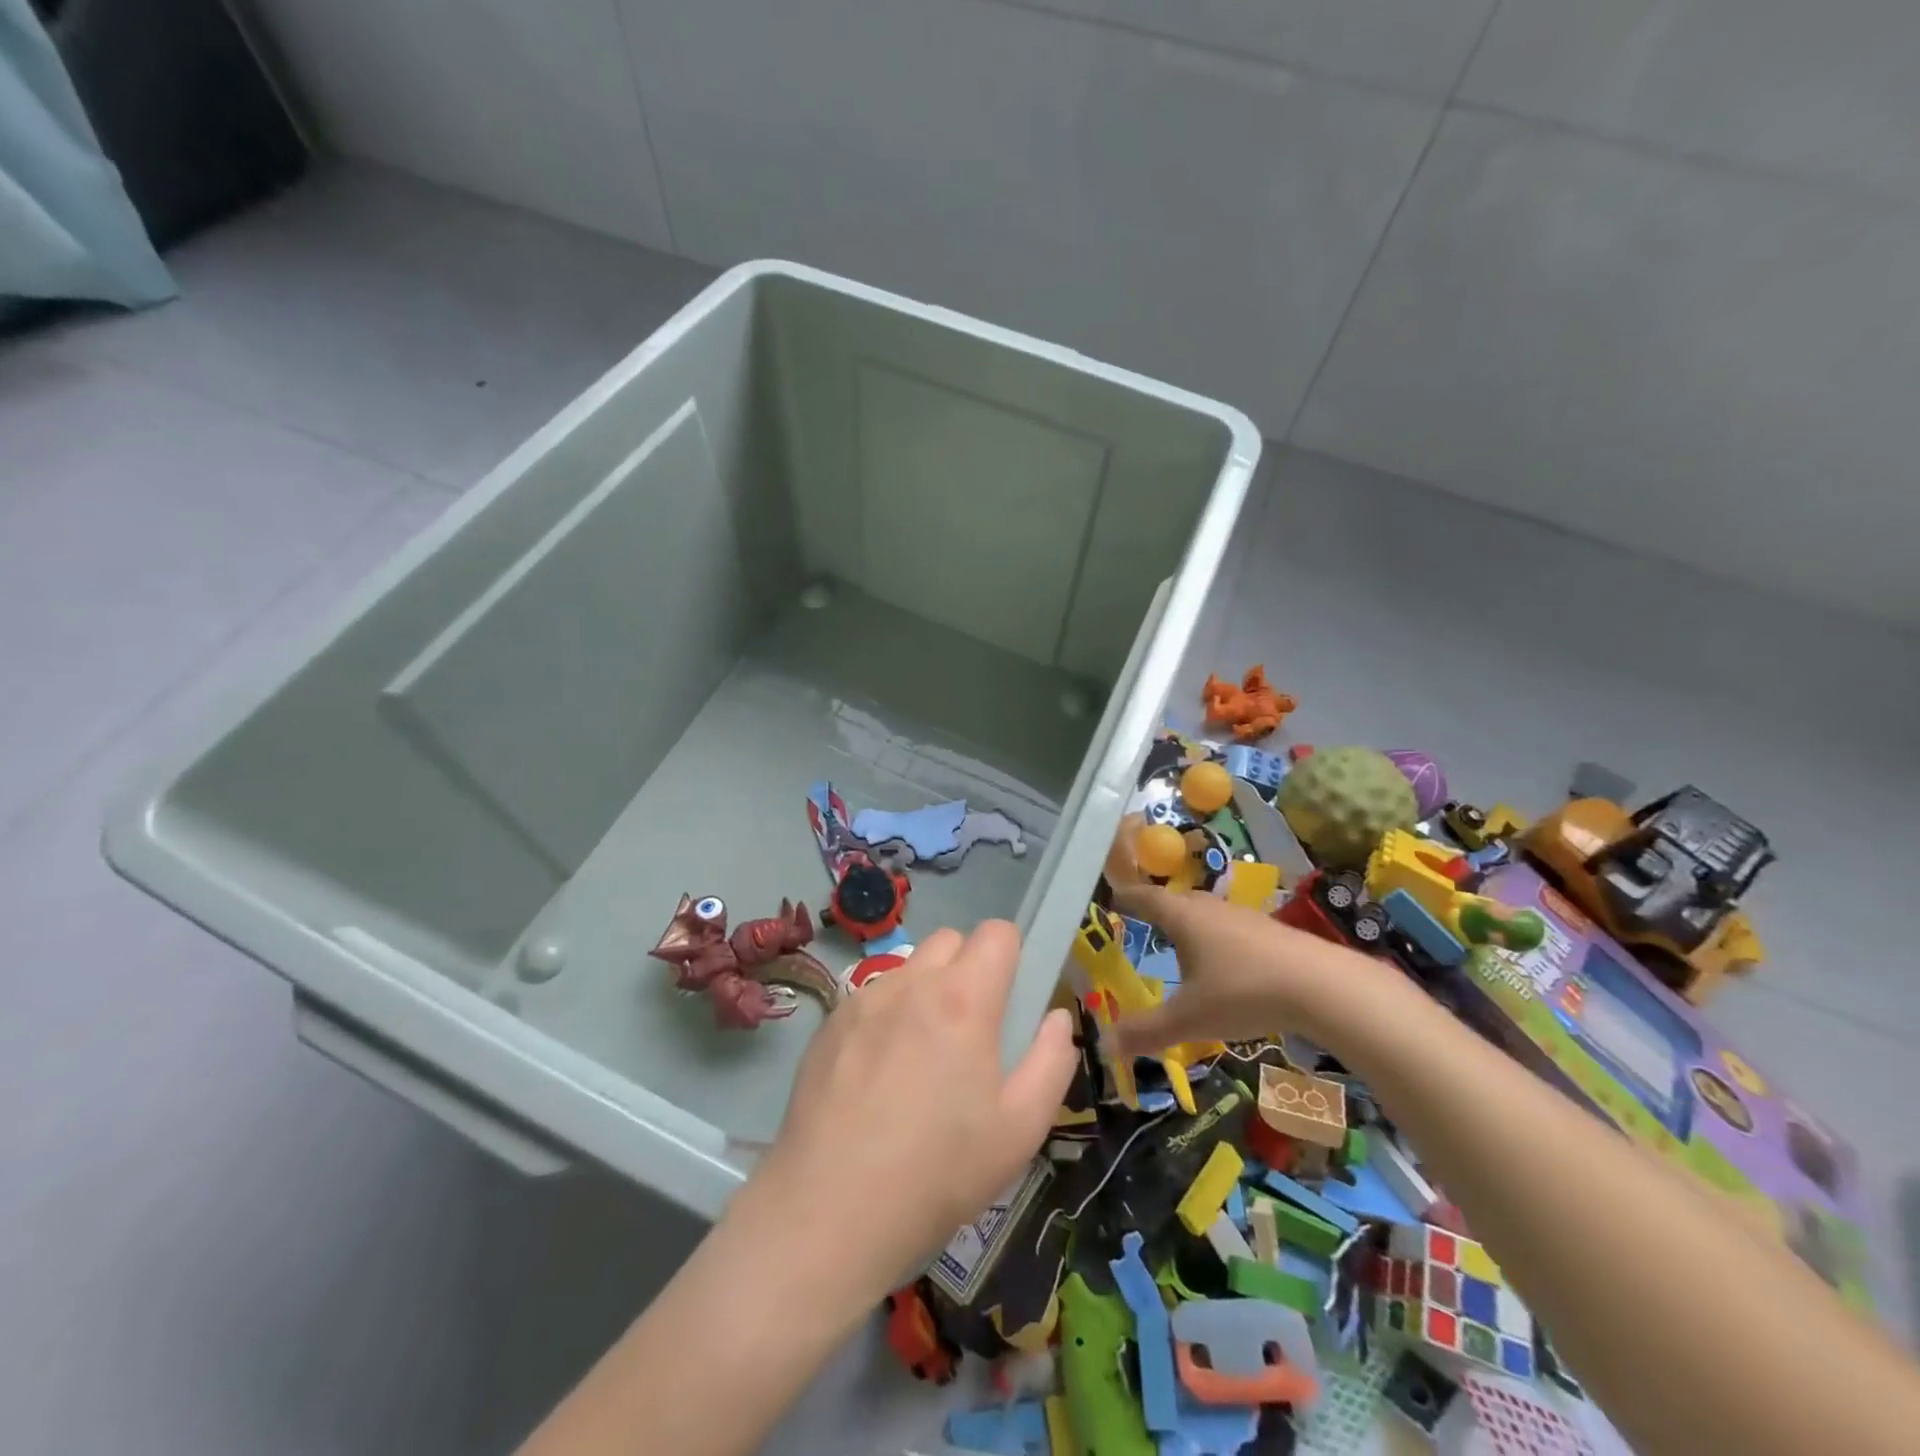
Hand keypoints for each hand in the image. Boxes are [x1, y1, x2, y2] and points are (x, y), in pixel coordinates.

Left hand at [747, 922, 1078, 1299]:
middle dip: (969, 968)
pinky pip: (872, 998)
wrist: (829, 1210)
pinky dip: (887, 1017)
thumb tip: (1055, 1018)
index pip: (997, 932)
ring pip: (909, 969)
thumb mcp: (1020, 1129)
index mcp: (963, 998)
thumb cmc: (938, 1172)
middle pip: (950, 940)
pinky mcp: (829, 1023)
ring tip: (921, 1058)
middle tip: (971, 1030)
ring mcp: (863, 999)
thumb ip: (1051, 1061)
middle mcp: (911, 982)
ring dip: (926, 992)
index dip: (1012, 956)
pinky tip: (878, 1077)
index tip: (1012, 999)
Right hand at [1110, 883, 1365, 1055]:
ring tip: (1182, 946)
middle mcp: (1211, 909)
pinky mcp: (1272, 932)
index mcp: (1184, 918)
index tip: (1113, 897)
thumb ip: (1147, 1032)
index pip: (1146, 898)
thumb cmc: (1243, 992)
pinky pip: (1232, 929)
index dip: (1127, 897)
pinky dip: (1219, 940)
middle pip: (1177, 901)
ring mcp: (1245, 918)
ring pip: (1208, 914)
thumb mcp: (1190, 1019)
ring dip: (1191, 925)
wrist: (1324, 986)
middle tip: (1143, 922)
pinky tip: (1227, 964)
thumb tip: (1105, 1047)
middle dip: (1158, 910)